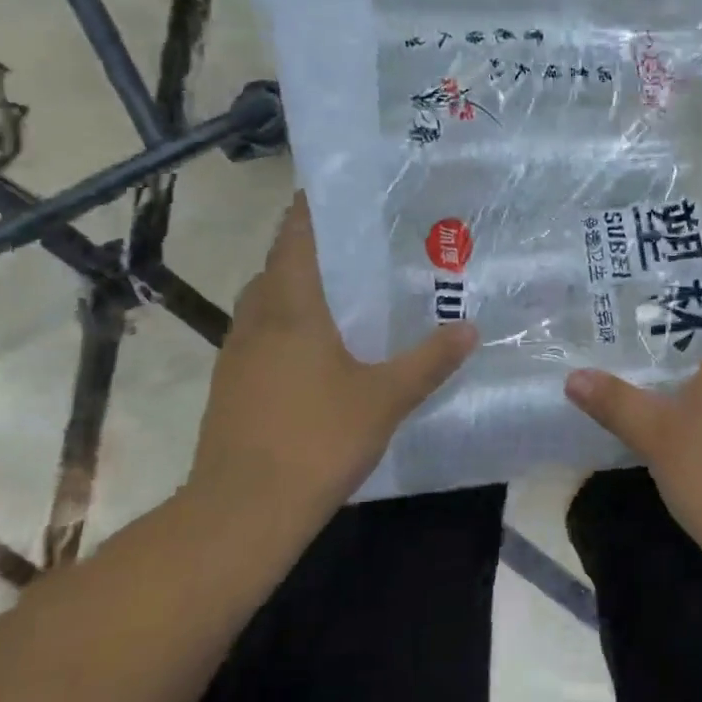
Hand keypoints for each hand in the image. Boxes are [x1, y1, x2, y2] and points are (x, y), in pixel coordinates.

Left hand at [189, 195, 476, 531]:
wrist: (242, 511)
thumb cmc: (317, 439)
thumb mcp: (386, 397)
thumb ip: (430, 360)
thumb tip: (470, 328)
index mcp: (290, 307)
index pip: (296, 236)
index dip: (312, 207)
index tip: (340, 190)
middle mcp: (257, 319)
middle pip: (280, 266)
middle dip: (314, 249)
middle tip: (362, 244)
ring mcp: (237, 353)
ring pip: (268, 302)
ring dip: (299, 289)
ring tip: (347, 292)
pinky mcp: (232, 385)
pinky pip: (262, 334)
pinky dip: (289, 325)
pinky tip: (321, 349)